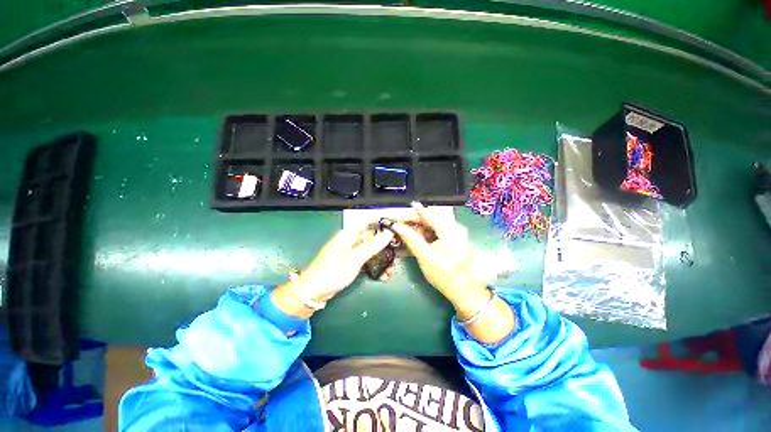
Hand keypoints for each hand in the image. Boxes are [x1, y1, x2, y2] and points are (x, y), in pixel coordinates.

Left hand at [271, 227, 393, 318]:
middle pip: (373, 237)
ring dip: (383, 259)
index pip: (369, 221)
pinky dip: (376, 267)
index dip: (382, 221)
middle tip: (398, 254)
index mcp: (350, 234)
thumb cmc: (332, 271)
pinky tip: (383, 276)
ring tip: (391, 271)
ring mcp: (353, 252)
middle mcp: (352, 240)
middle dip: (386, 246)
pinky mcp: (353, 263)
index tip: (397, 226)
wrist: (313, 292)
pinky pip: (368, 261)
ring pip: (373, 251)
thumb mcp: (354, 258)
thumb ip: (372, 245)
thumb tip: (389, 232)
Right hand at [392, 203, 514, 343]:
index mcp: (450, 230)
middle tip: (405, 221)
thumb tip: (397, 226)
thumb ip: (411, 238)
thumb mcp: (424, 256)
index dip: (415, 211)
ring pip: (438, 221)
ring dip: (424, 224)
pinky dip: (431, 230)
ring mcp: (459, 232)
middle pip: (434, 216)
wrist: (463, 289)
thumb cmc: (443, 274)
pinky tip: (423, 235)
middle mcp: (457, 227)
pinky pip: (442, 228)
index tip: (403, 208)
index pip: (429, 215)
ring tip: (412, 228)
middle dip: (419, 217)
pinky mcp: (458, 238)